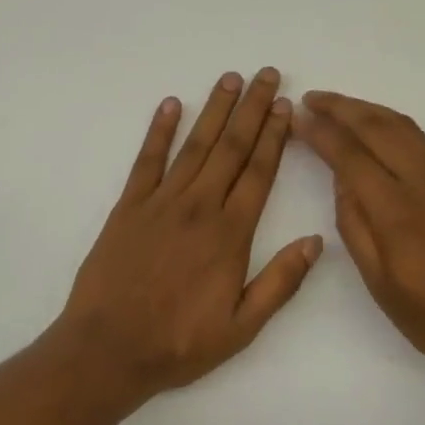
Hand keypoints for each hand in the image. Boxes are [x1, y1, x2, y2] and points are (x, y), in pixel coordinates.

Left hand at [56, 69, 323, 397]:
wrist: (108, 350)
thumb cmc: (179, 343)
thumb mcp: (242, 327)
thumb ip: (281, 282)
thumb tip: (316, 242)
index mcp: (230, 234)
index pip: (259, 173)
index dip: (275, 136)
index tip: (286, 106)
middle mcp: (199, 207)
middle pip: (231, 148)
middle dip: (252, 109)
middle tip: (267, 75)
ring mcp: (161, 202)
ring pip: (195, 145)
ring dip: (214, 110)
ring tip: (230, 79)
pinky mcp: (128, 206)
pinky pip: (147, 160)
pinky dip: (159, 130)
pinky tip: (170, 104)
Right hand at [296, 91, 424, 387]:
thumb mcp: (381, 284)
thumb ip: (356, 226)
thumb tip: (342, 180)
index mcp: (398, 213)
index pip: (351, 156)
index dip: (321, 133)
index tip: (298, 118)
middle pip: (378, 127)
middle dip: (341, 107)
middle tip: (311, 98)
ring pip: (403, 126)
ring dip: (367, 109)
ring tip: (337, 105)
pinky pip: (420, 139)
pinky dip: (391, 123)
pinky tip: (376, 127)